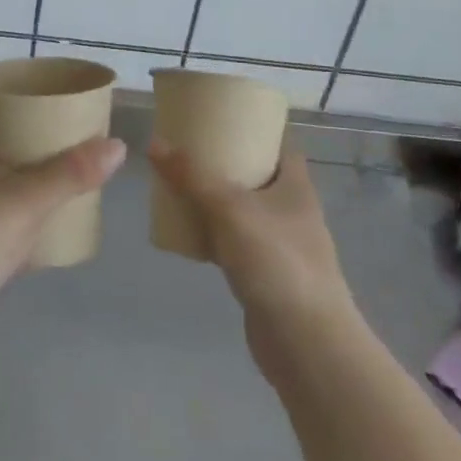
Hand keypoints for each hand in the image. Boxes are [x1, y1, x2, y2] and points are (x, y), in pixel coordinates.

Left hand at [0, 102, 124, 341]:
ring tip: (67, 170)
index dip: (18, 94)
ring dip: (30, 171)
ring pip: (0, 174)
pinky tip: (48, 215)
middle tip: (71, 133)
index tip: (53, 95)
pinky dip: (22, 204)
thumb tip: (117, 145)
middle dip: (33, 134)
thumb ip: (72, 173)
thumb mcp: (27, 201)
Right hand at [146, 139, 351, 330]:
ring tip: (179, 183)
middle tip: (187, 149)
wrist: (306, 343)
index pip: (278, 143)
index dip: (253, 127)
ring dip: (215, 199)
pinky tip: (186, 232)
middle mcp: (292, 210)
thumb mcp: (229, 209)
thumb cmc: (276, 262)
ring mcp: (280, 245)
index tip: (219, 117)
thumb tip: (154, 142)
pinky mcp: (266, 275)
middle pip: (257, 174)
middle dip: (224, 162)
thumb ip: (191, 176)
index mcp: (295, 185)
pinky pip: (234, 243)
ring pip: (243, 210)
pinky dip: (212, 235)